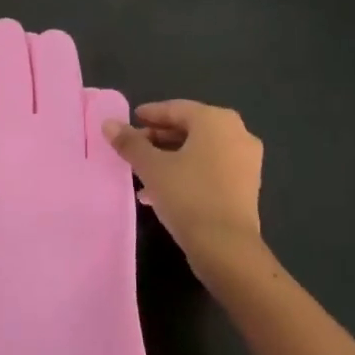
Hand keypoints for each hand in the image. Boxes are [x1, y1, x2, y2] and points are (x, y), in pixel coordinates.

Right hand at [103, 100, 263, 259]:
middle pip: (190, 128)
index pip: (176, 109)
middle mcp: (237, 133)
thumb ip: (130, 143)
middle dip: (158, 138)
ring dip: (170, 157)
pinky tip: (162, 190)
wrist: (225, 246)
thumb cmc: (187, 195)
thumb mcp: (151, 167)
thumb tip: (109, 124)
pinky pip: (210, 168)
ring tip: (142, 172)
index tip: (129, 121)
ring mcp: (246, 161)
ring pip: (199, 151)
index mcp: (216, 121)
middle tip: (133, 147)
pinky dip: (187, 172)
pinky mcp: (246, 185)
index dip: (150, 114)